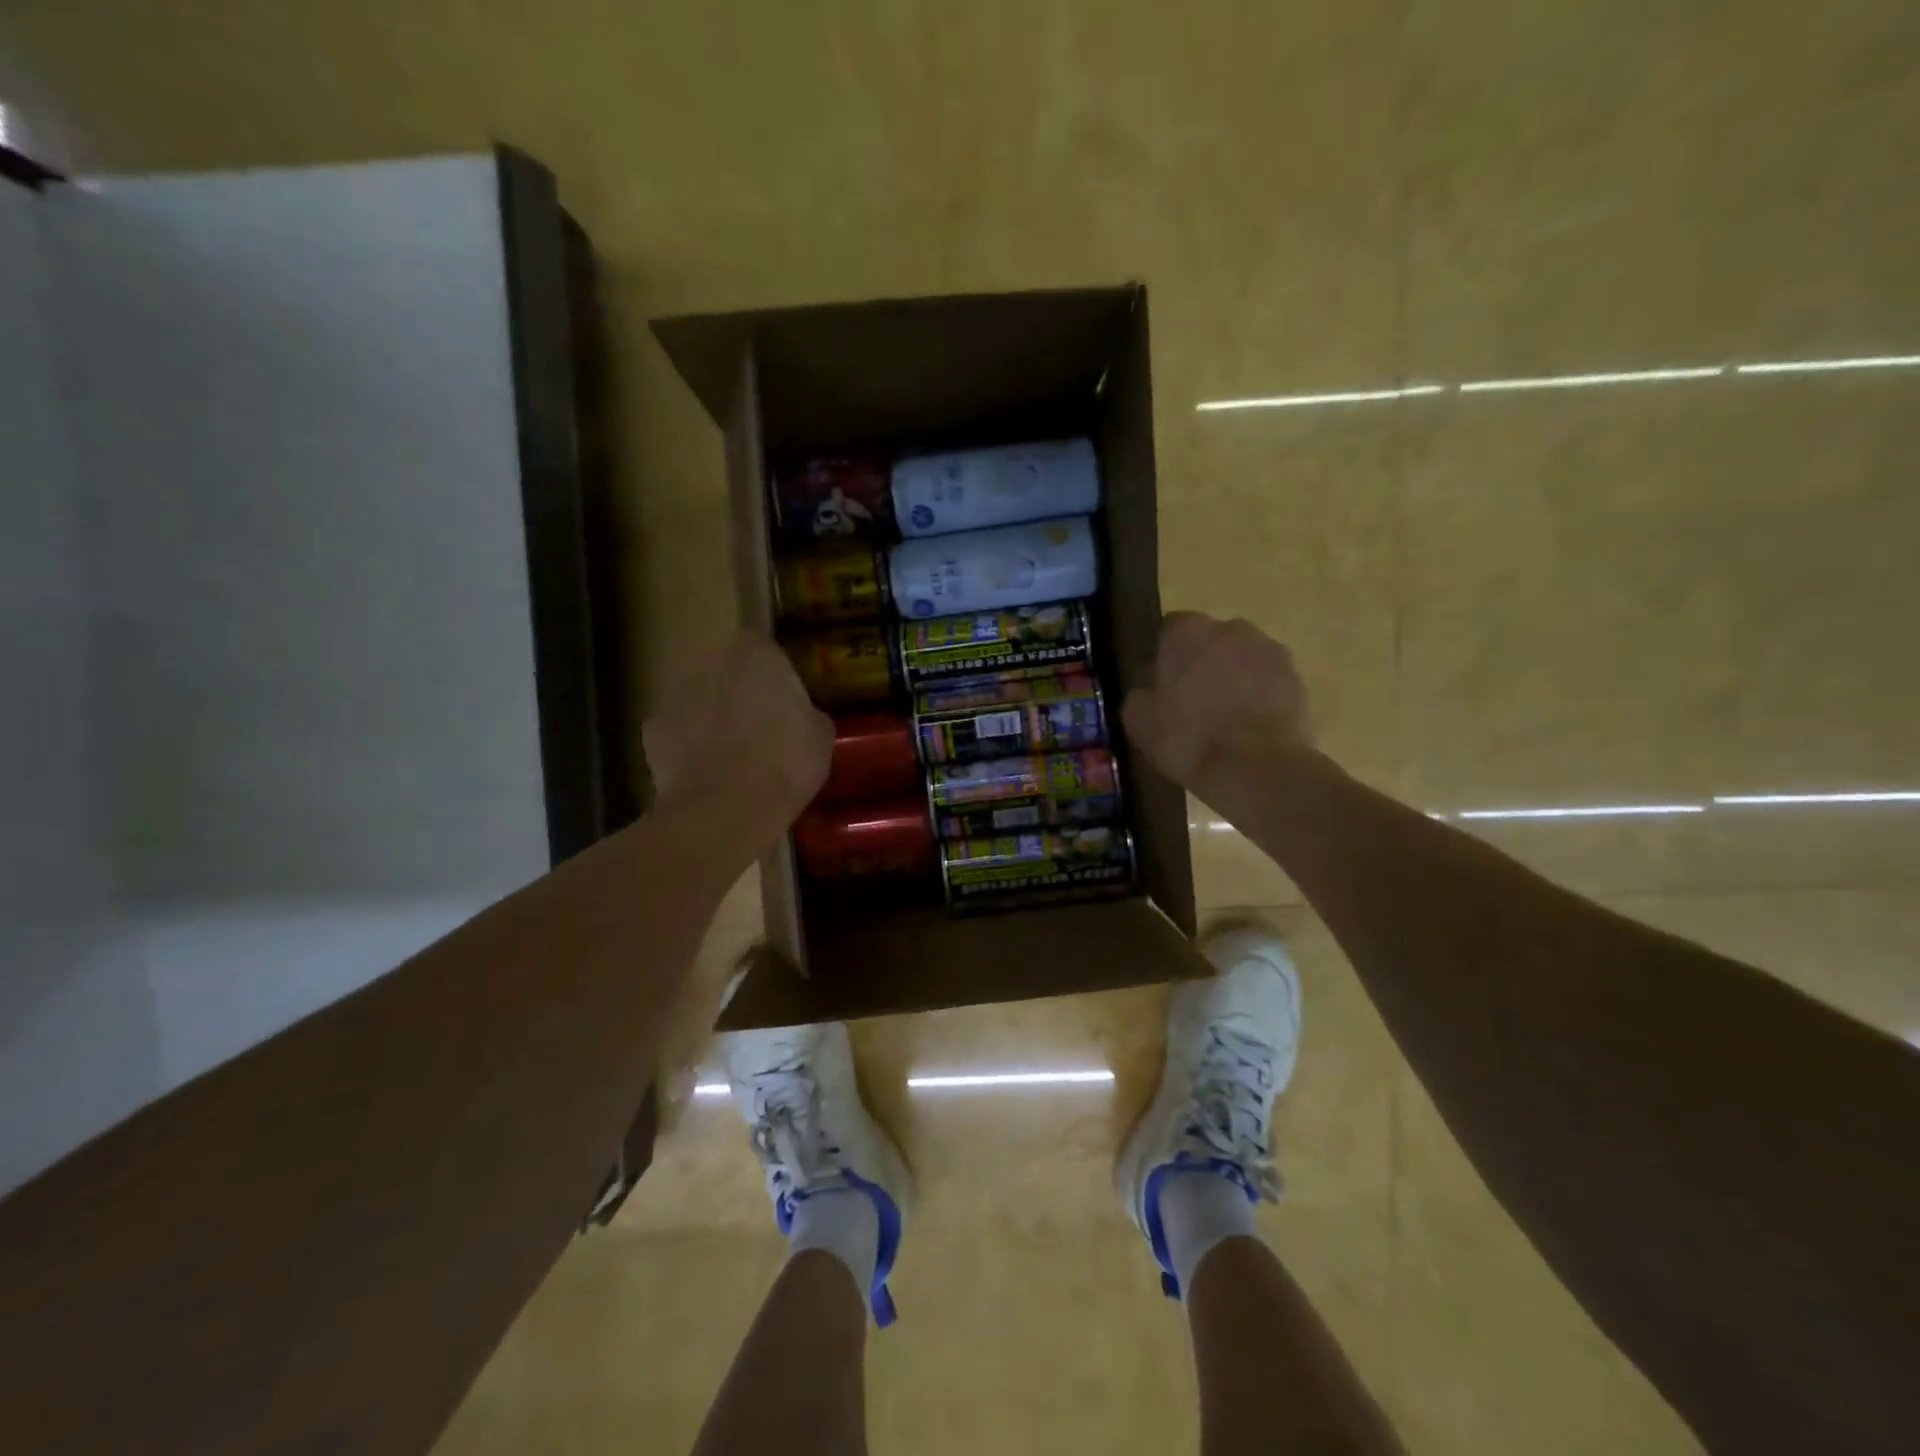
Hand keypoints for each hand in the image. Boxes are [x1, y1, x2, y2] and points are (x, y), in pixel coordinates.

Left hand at [643, 632, 832, 853]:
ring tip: (727, 750)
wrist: (724, 809)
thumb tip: (800, 716)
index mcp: (757, 655)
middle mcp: (711, 661)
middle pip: (725, 667)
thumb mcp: (820, 738)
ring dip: (708, 712)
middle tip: (756, 723)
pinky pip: (675, 728)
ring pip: (697, 695)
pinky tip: (702, 769)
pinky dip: (685, 743)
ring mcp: (675, 692)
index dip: (771, 672)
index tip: (781, 696)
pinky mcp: (652, 727)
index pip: (763, 647)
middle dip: (736, 687)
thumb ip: (806, 713)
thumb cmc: (784, 765)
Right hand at [1123, 613, 1316, 794]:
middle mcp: (1232, 629)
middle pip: (1211, 640)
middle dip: (1203, 662)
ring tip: (1225, 718)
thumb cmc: (1188, 738)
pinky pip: (1268, 682)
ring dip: (1234, 678)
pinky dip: (1259, 697)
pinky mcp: (1297, 678)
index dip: (1165, 657)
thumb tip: (1148, 689)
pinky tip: (1250, 728)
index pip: (1170, 630)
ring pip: (1243, 659)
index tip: (1162, 684)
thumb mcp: (1139, 721)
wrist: (1256, 768)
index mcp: (1188, 631)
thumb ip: (1140, 694)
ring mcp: (1270, 651)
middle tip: (1193, 701)